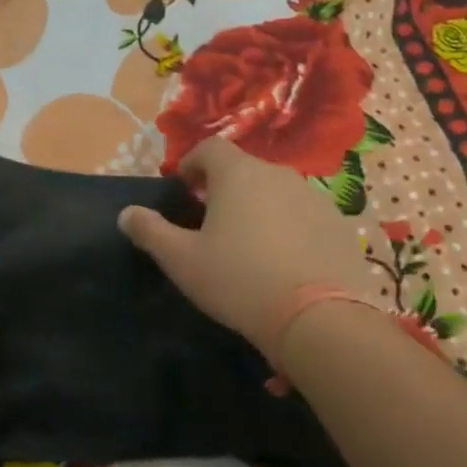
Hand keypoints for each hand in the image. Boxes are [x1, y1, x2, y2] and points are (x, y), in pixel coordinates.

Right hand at [117, 136, 377, 363]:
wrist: (317, 318)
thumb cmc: (238, 280)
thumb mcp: (181, 260)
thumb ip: (150, 231)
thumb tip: (126, 213)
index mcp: (238, 174)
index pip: (211, 147)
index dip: (193, 162)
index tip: (184, 187)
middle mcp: (279, 174)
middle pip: (245, 169)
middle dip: (225, 187)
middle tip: (211, 220)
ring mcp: (314, 198)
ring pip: (277, 191)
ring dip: (259, 206)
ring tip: (249, 244)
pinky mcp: (340, 225)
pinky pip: (305, 215)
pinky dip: (290, 227)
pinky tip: (284, 262)